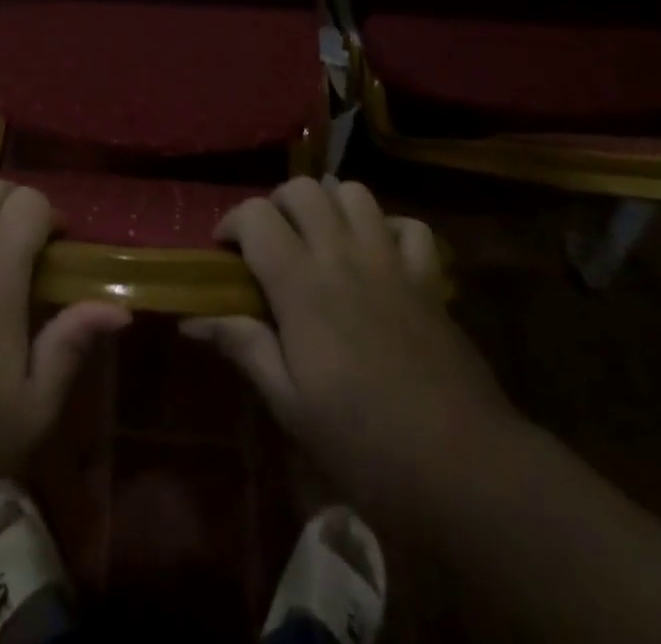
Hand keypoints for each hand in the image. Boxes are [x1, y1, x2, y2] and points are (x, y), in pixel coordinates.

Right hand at [183, 176, 516, 521]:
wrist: (467, 470)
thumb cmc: (366, 445)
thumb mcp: (292, 407)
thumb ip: (245, 348)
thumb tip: (193, 318)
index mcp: (302, 286)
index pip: (256, 216)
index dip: (232, 223)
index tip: (224, 253)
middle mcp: (343, 257)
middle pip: (303, 189)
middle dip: (277, 204)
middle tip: (271, 243)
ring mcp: (391, 262)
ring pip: (354, 193)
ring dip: (329, 205)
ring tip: (320, 240)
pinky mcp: (429, 279)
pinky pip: (409, 227)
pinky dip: (388, 229)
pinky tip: (377, 255)